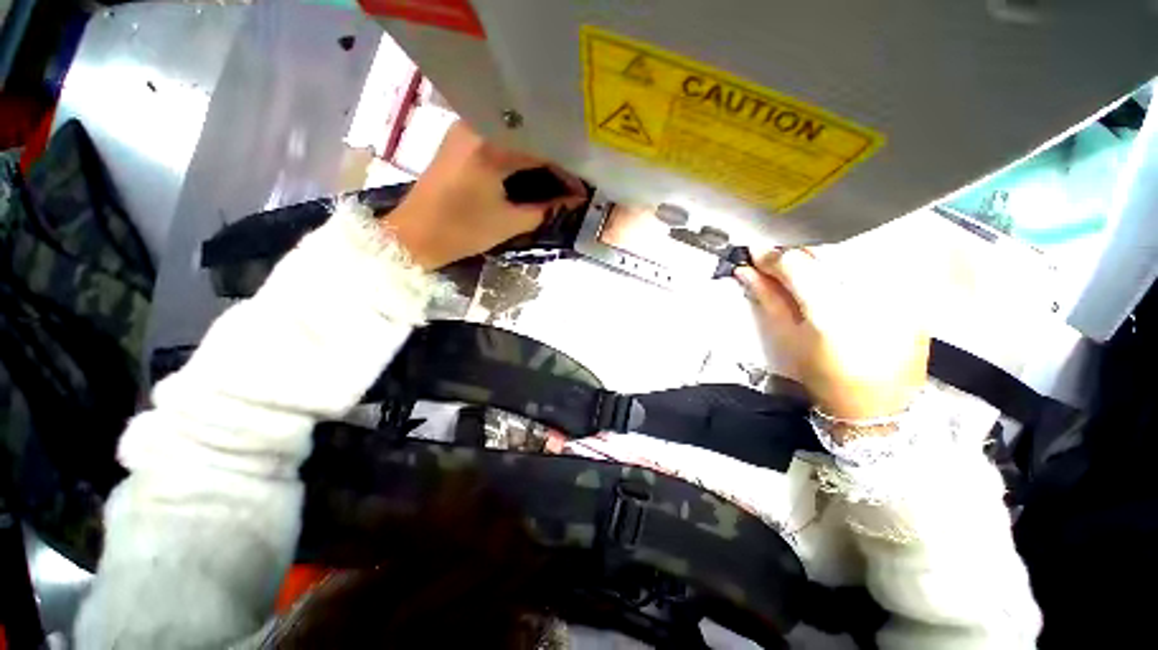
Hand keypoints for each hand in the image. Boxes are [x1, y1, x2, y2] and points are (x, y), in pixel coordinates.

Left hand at [386, 121, 586, 269]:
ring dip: (537, 155)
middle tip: (573, 180)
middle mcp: (477, 126)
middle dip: (555, 159)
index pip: (542, 150)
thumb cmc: (461, 231)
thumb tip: (574, 200)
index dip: (567, 170)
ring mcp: (465, 128)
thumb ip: (546, 209)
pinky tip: (531, 169)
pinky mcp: (459, 138)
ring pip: (515, 135)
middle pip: (529, 135)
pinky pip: (499, 138)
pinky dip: (519, 153)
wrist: (414, 235)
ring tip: (557, 176)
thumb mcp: (509, 223)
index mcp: (490, 147)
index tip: (582, 188)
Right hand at [735, 248, 928, 420]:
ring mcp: (895, 290)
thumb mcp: (788, 338)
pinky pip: (874, 261)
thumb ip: (768, 298)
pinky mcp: (912, 291)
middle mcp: (867, 294)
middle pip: (823, 251)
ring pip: (849, 251)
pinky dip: (848, 263)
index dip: (771, 256)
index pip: (795, 264)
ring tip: (806, 271)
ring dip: (820, 255)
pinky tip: (837, 277)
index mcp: (830, 312)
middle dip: (794, 253)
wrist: (879, 404)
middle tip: (777, 263)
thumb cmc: (824, 377)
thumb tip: (746, 271)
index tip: (755, 253)